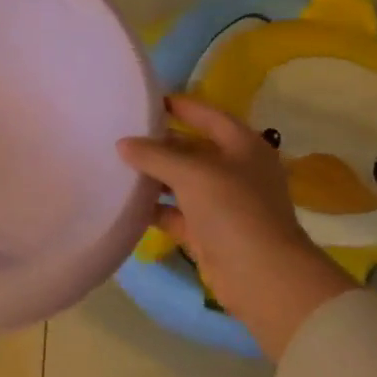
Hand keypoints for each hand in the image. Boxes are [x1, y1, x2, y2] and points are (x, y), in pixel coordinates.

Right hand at [117, 95, 356, 360]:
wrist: (261, 276)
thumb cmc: (233, 210)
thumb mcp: (192, 173)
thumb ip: (154, 155)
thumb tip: (123, 144)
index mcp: (243, 147)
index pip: (208, 115)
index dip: (180, 106)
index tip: (145, 100)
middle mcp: (234, 171)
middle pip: (191, 148)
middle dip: (158, 142)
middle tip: (120, 133)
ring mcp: (221, 203)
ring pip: (180, 181)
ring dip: (152, 175)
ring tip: (115, 164)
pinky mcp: (207, 231)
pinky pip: (173, 212)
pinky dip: (152, 207)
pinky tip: (123, 201)